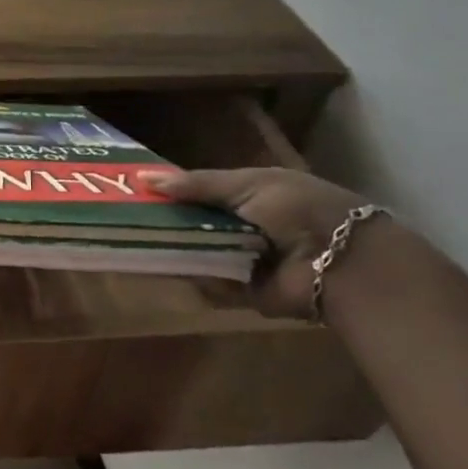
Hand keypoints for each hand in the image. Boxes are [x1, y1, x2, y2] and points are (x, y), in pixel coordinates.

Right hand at [140, 166, 375, 317]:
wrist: (340, 261)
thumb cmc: (297, 209)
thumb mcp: (247, 184)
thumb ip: (196, 184)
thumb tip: (143, 177)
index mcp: (248, 195)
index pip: (199, 192)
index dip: (170, 191)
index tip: (134, 189)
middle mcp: (243, 226)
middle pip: (193, 223)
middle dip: (165, 222)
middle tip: (126, 218)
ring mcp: (241, 259)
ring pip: (195, 252)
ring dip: (174, 248)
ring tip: (136, 241)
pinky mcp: (242, 291)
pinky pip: (207, 282)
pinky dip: (193, 276)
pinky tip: (167, 266)